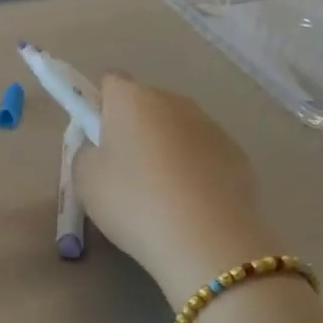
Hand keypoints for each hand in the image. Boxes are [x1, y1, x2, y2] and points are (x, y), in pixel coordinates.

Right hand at [73, 74, 280, 304]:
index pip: (109, 82)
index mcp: (132, 99)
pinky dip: (194, 170)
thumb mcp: (86, 180)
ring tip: (160, 195)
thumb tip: (102, 149)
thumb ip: (87, 153)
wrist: (206, 240)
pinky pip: (203, 154)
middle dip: (133, 129)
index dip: (99, 107)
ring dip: (165, 150)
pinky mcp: (237, 153)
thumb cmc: (134, 202)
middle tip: (123, 173)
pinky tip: (190, 205)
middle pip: (145, 105)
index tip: (97, 139)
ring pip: (176, 129)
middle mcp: (174, 101)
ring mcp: (210, 125)